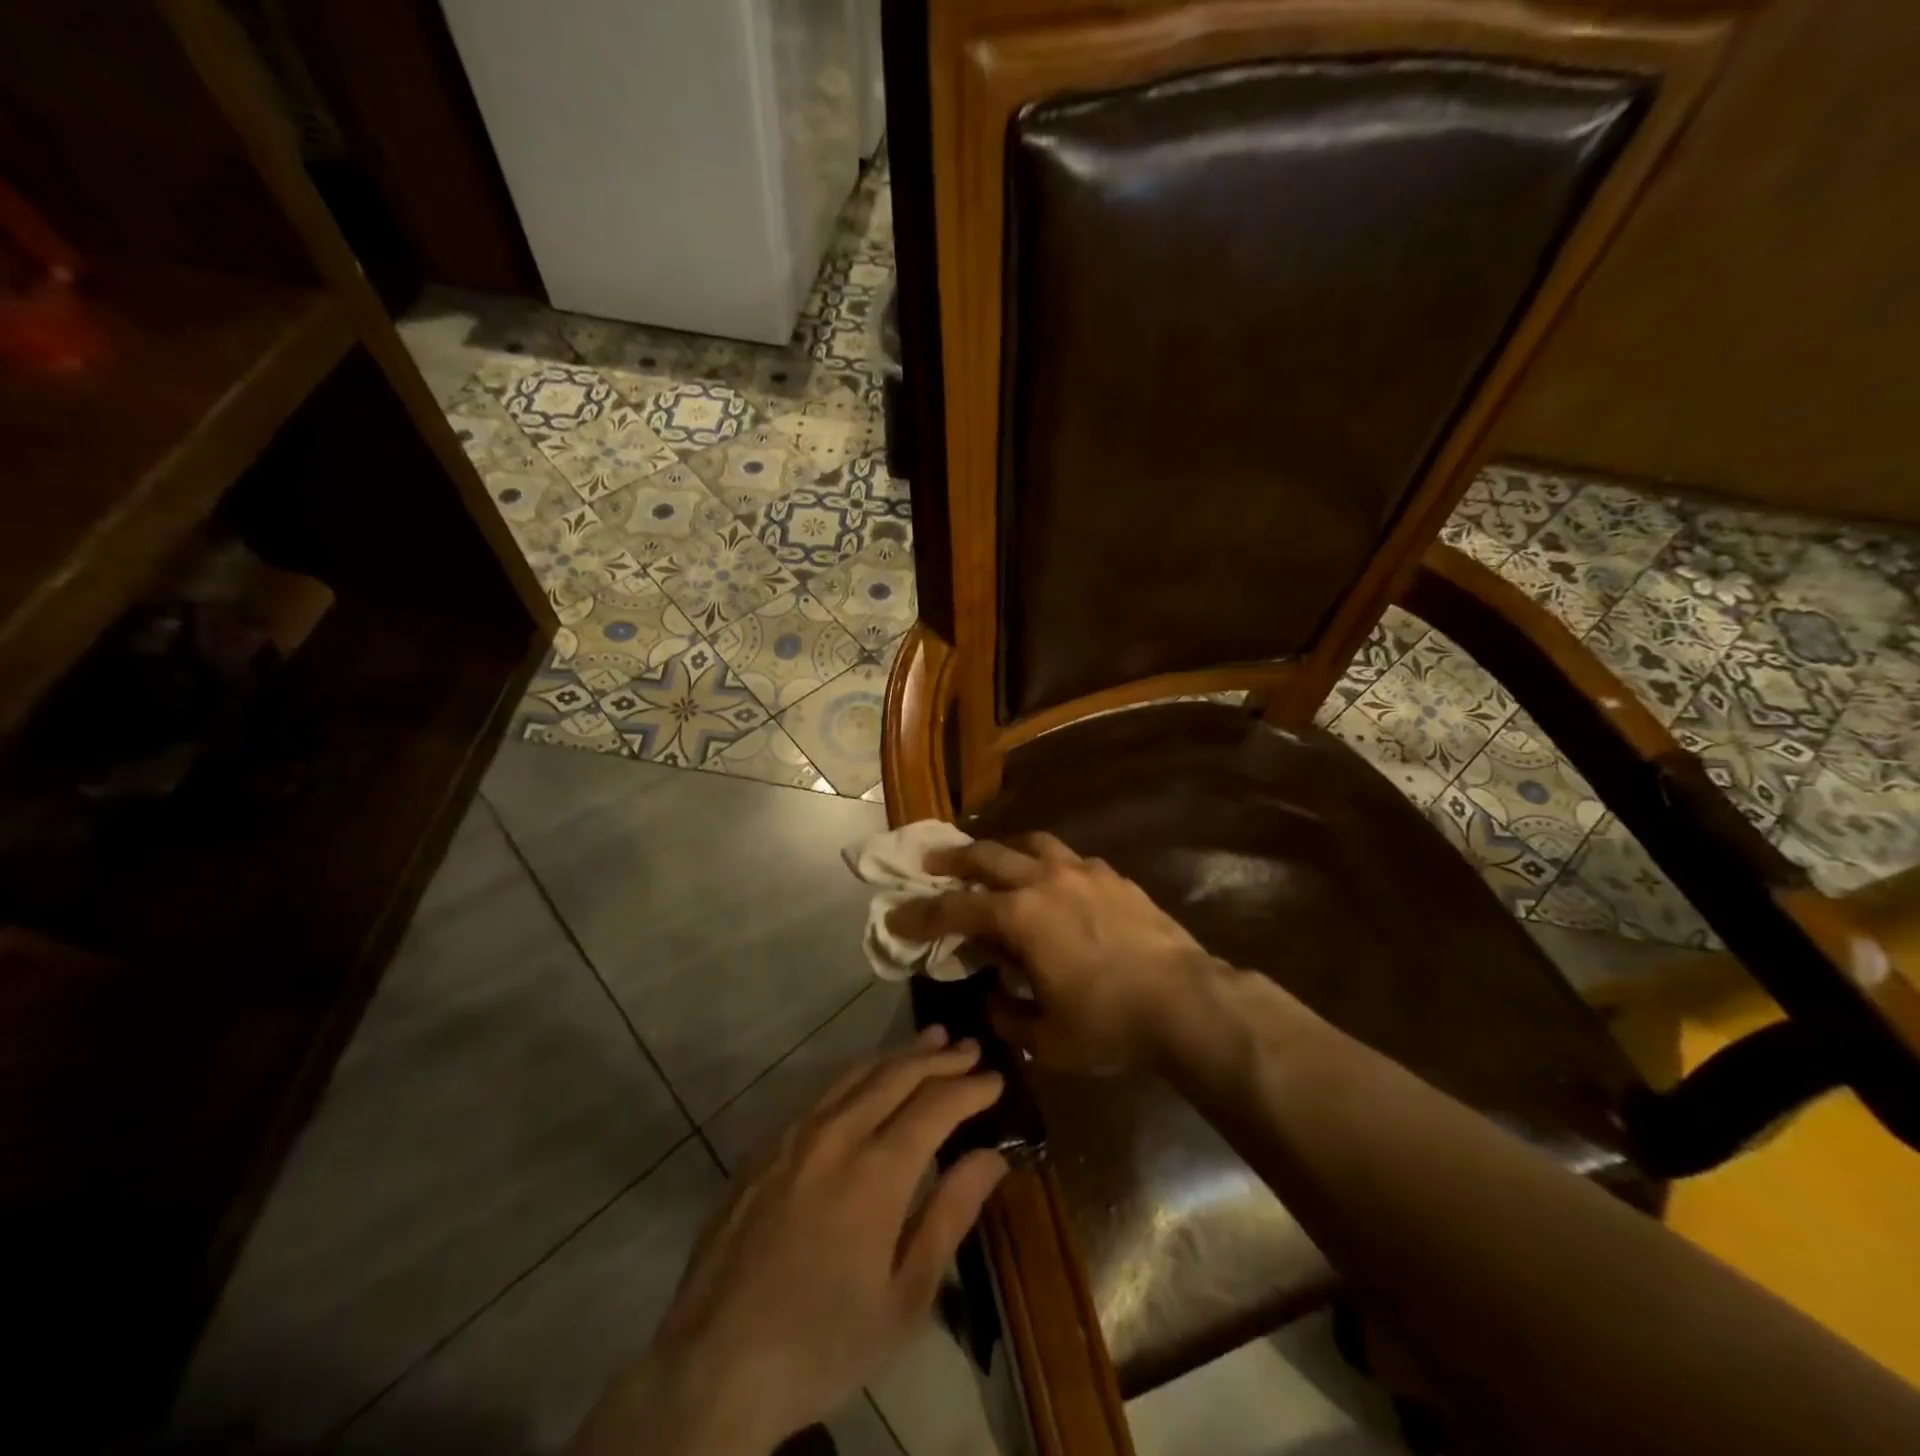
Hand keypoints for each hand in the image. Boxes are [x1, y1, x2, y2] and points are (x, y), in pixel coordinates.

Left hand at [572, 1028, 1007, 1455]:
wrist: (712, 1366)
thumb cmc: (822, 1343)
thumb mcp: (904, 1298)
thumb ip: (950, 1215)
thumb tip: (992, 1156)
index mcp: (877, 1172)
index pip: (937, 1105)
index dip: (971, 1087)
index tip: (997, 1078)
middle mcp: (837, 1134)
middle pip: (897, 1075)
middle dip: (940, 1057)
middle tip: (970, 1047)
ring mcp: (795, 1134)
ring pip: (857, 1073)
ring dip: (898, 1054)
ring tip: (930, 1040)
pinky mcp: (766, 1145)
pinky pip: (823, 1092)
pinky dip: (858, 1075)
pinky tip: (869, 1080)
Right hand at [888, 834, 1218, 1073]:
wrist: (1187, 1002)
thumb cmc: (1110, 1025)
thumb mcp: (1047, 1039)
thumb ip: (1009, 1015)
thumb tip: (994, 997)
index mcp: (1020, 916)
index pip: (955, 909)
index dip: (920, 914)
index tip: (896, 915)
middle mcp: (1045, 881)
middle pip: (987, 856)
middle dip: (953, 859)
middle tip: (932, 862)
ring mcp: (1083, 872)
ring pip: (1031, 844)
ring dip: (1004, 851)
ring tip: (995, 862)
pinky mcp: (1114, 876)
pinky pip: (1070, 859)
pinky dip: (1049, 864)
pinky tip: (1055, 883)